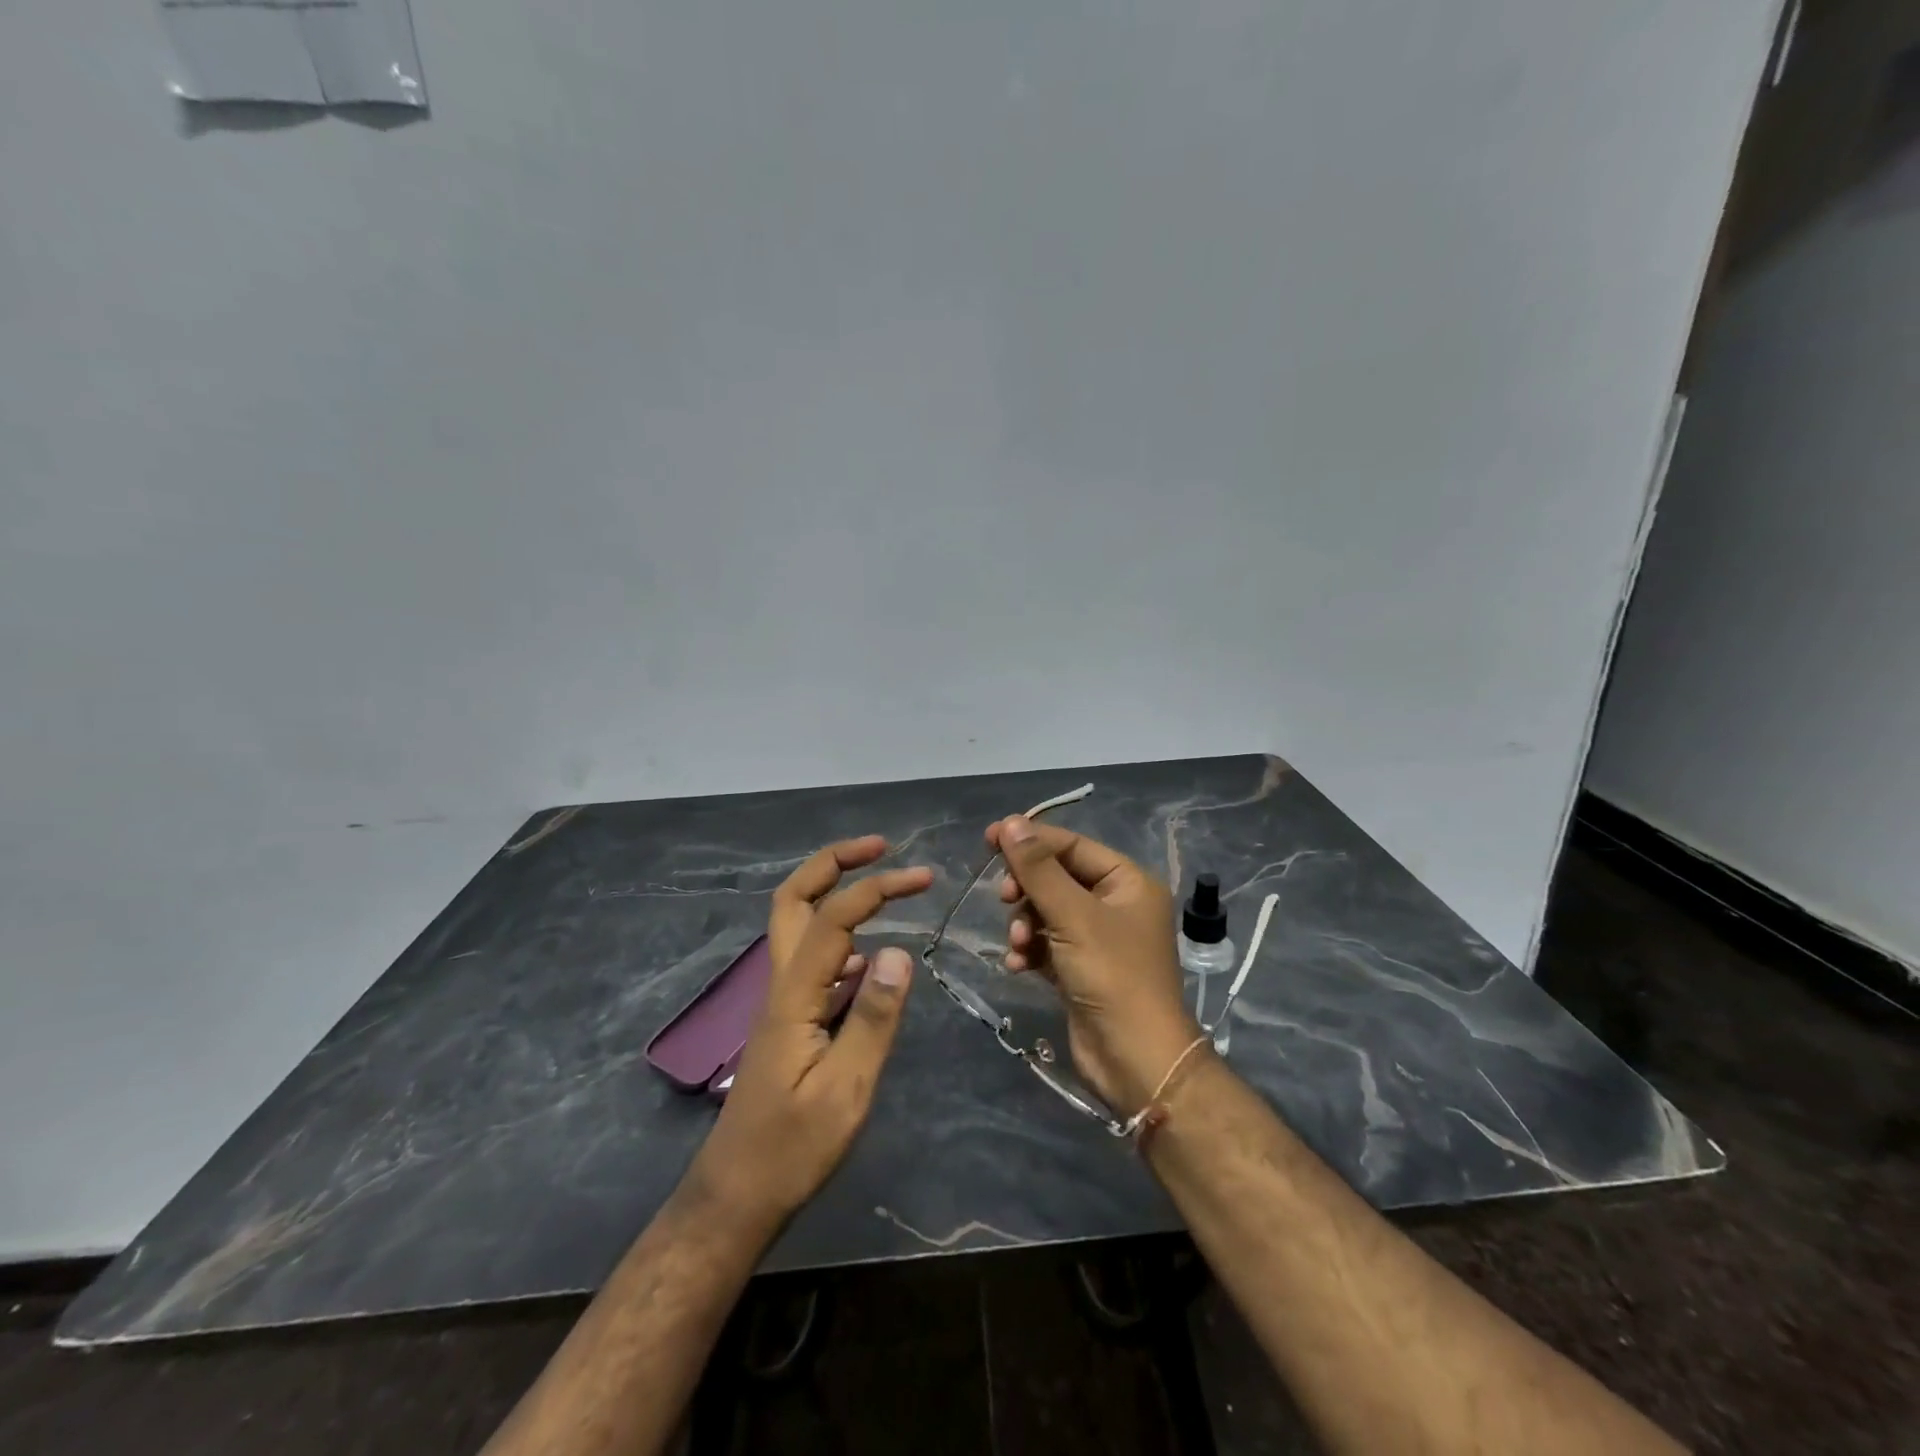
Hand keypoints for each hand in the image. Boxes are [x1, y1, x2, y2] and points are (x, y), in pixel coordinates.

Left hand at [690, 837, 931, 1224]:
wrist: (737, 1194)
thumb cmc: (792, 1148)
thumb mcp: (845, 1091)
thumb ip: (873, 1019)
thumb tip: (898, 950)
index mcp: (793, 994)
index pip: (832, 918)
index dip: (875, 888)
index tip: (922, 878)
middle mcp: (781, 983)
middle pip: (792, 900)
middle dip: (833, 862)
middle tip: (879, 848)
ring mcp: (781, 1000)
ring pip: (796, 923)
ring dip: (833, 890)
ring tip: (880, 884)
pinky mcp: (789, 1019)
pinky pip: (811, 957)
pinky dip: (838, 933)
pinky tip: (868, 953)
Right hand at [988, 817, 1202, 1116]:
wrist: (1135, 1060)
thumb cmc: (1112, 976)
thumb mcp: (1073, 916)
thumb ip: (1039, 869)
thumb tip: (1011, 823)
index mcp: (1127, 882)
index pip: (1072, 846)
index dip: (1031, 840)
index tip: (989, 838)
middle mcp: (1116, 905)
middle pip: (1057, 878)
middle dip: (1027, 889)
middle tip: (1004, 898)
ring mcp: (1099, 939)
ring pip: (1047, 912)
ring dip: (1025, 924)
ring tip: (1018, 944)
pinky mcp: (1081, 969)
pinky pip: (1047, 944)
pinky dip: (1030, 949)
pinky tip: (1018, 965)